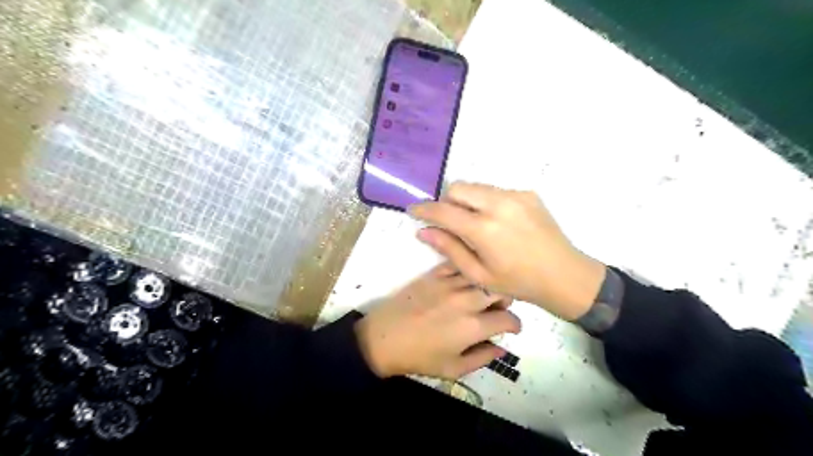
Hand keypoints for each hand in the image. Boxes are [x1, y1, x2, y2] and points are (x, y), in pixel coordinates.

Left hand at [357, 262, 519, 378]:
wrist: (383, 338)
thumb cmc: (419, 357)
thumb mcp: (453, 369)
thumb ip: (482, 358)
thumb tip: (502, 349)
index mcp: (473, 326)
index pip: (508, 318)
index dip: (514, 325)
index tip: (511, 328)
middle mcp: (466, 300)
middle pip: (500, 289)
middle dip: (505, 300)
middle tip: (497, 309)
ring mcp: (449, 283)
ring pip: (481, 274)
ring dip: (487, 284)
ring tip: (481, 294)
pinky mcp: (434, 274)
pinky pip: (458, 264)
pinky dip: (466, 270)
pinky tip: (463, 281)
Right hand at [410, 182, 606, 320]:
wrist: (564, 275)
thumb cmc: (518, 281)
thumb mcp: (479, 273)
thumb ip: (449, 249)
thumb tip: (423, 231)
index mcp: (484, 229)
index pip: (443, 210)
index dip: (424, 209)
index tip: (413, 211)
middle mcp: (498, 204)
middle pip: (458, 187)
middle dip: (446, 201)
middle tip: (448, 221)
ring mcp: (515, 196)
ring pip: (476, 186)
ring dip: (466, 200)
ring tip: (474, 223)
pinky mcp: (527, 194)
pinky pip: (495, 190)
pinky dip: (486, 201)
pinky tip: (497, 222)